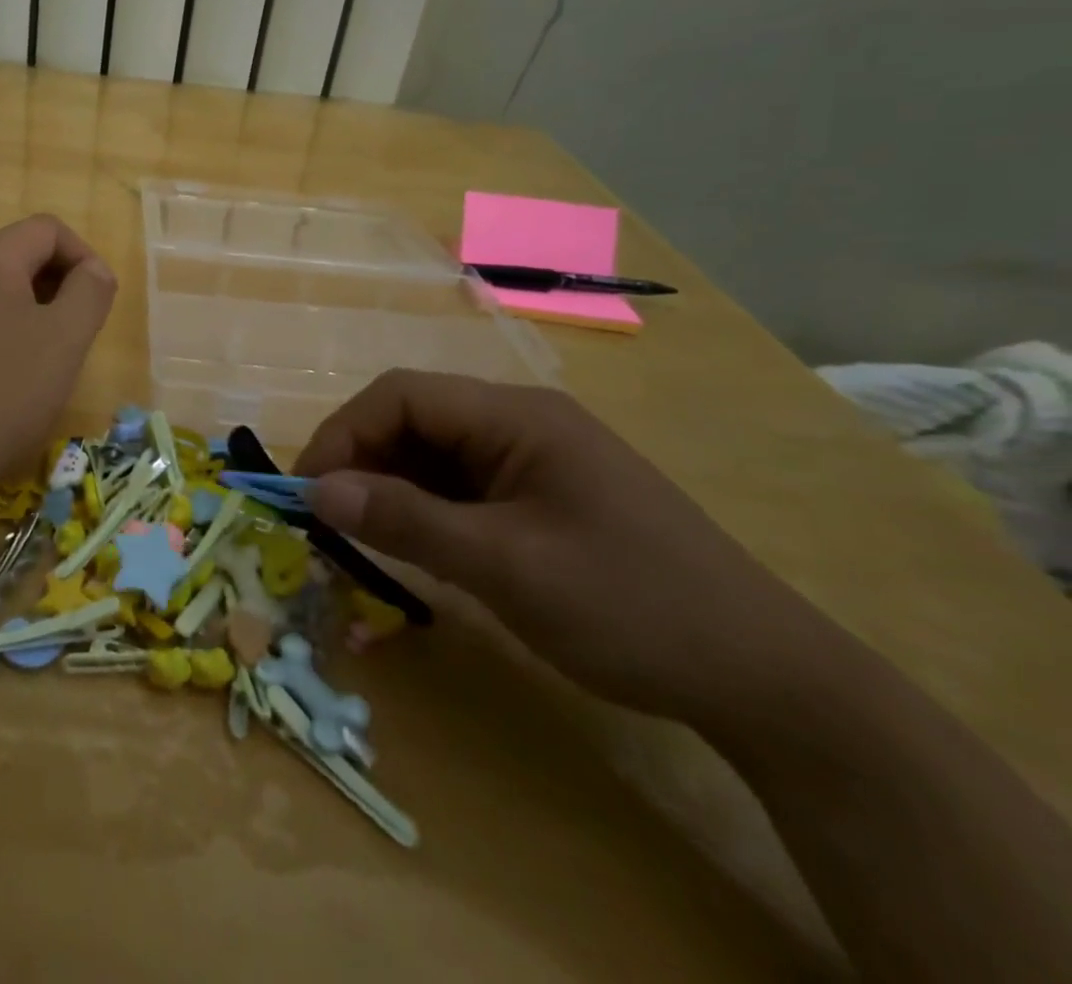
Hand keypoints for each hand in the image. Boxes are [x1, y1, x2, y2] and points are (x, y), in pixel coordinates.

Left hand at [0, 215, 116, 497]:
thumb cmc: (2, 392)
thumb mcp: (65, 339)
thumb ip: (90, 292)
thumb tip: (93, 270)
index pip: (49, 229)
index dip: (84, 257)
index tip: (98, 304)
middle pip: (21, 254)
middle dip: (59, 285)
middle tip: (77, 334)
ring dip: (33, 310)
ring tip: (46, 358)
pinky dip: (2, 330)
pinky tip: (6, 376)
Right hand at [295, 371, 839, 726]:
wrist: (765, 679)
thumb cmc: (630, 606)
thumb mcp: (505, 566)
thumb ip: (406, 521)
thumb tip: (316, 491)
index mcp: (516, 416)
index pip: (402, 395)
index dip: (344, 433)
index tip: (308, 490)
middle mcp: (520, 423)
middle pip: (414, 419)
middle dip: (361, 460)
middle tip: (326, 519)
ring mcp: (533, 460)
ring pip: (433, 453)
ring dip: (389, 487)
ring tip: (358, 535)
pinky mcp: (540, 496)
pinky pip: (461, 486)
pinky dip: (424, 509)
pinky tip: (412, 544)